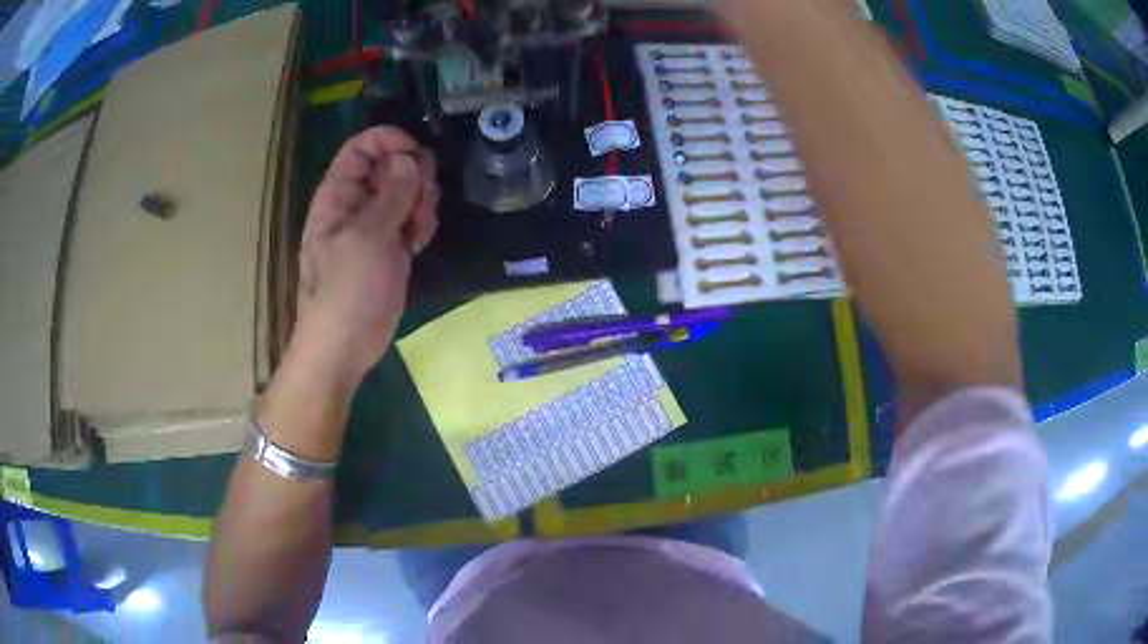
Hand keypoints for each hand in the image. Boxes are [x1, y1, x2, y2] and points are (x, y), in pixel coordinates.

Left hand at [293, 127, 438, 387]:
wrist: (344, 347)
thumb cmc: (347, 291)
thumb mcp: (368, 237)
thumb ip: (391, 194)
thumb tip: (409, 159)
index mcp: (338, 195)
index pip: (361, 147)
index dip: (389, 141)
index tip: (418, 155)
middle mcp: (354, 205)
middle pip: (389, 166)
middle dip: (413, 176)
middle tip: (423, 201)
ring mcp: (373, 227)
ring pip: (405, 193)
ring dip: (420, 203)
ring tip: (419, 229)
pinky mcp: (388, 249)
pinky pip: (410, 220)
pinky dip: (420, 225)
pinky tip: (419, 243)